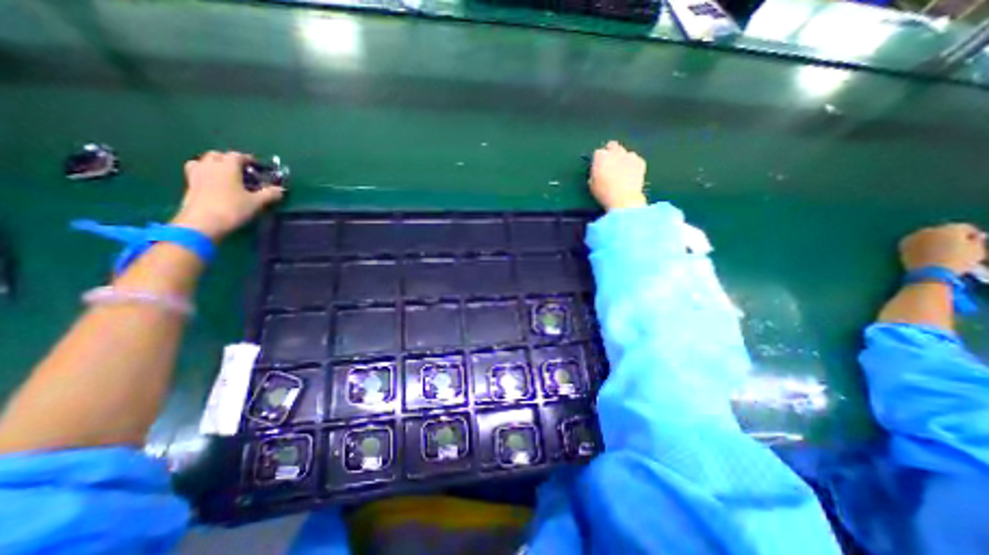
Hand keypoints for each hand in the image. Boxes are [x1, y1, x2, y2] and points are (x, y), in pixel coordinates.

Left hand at [168, 150, 283, 237]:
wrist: (203, 223)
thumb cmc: (232, 209)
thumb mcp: (256, 202)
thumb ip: (269, 194)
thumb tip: (280, 190)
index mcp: (227, 167)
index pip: (236, 155)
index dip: (248, 159)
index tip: (257, 166)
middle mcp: (210, 166)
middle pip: (217, 155)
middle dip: (229, 159)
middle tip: (242, 170)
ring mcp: (196, 175)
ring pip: (203, 161)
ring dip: (213, 164)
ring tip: (225, 174)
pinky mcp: (189, 185)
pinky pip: (196, 172)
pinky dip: (205, 173)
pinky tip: (213, 183)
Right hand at [586, 140, 650, 212]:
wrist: (624, 199)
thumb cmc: (604, 193)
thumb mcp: (592, 185)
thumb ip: (594, 174)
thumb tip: (597, 172)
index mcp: (600, 157)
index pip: (598, 153)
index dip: (598, 160)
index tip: (598, 167)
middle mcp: (615, 152)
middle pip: (612, 145)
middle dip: (611, 152)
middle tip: (610, 164)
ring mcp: (629, 155)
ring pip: (625, 152)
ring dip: (622, 158)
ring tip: (622, 170)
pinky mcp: (640, 161)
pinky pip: (635, 159)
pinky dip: (633, 164)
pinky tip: (631, 174)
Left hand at [902, 220, 984, 272]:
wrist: (930, 271)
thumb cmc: (958, 261)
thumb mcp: (977, 251)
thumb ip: (976, 241)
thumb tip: (976, 236)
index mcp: (952, 228)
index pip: (964, 228)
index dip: (970, 235)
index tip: (972, 242)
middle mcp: (931, 230)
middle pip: (943, 230)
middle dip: (949, 236)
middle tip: (954, 245)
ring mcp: (915, 236)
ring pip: (927, 235)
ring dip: (933, 240)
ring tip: (939, 250)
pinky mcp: (903, 244)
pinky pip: (914, 242)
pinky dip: (920, 245)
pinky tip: (926, 252)